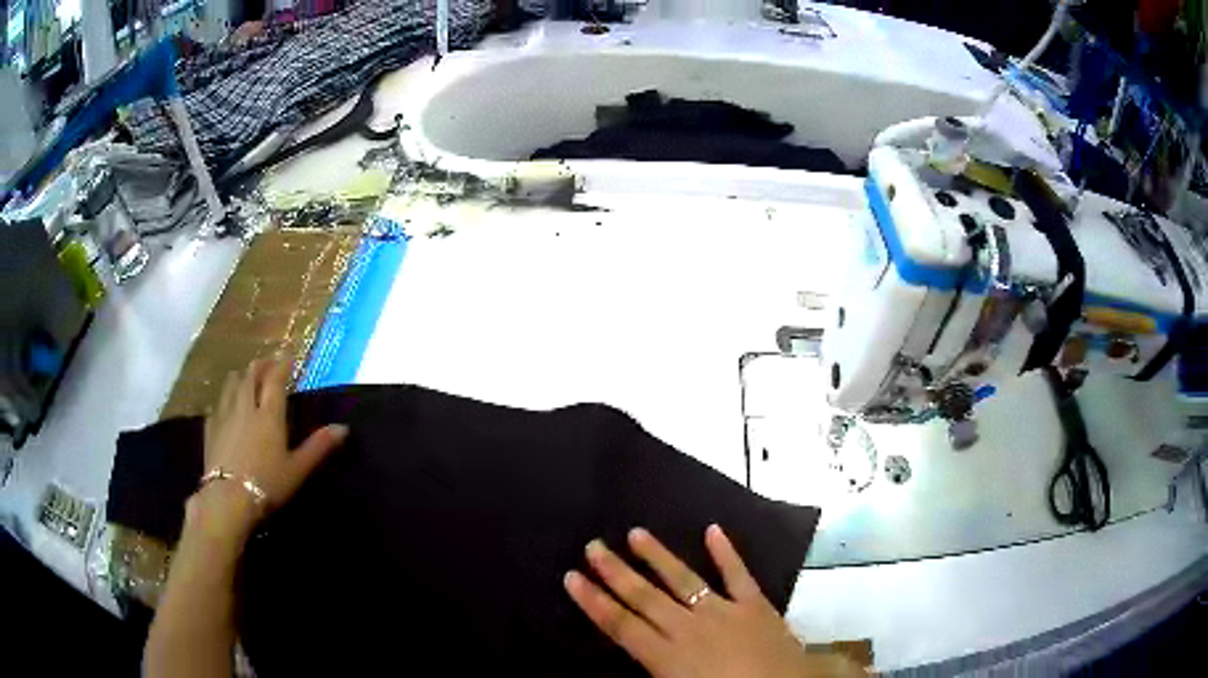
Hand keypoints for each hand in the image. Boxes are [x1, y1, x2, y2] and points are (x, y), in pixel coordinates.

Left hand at [193, 359, 347, 543]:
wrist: (228, 499)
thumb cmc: (267, 484)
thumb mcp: (298, 469)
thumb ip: (318, 447)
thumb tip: (343, 428)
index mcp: (269, 414)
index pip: (275, 380)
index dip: (282, 365)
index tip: (288, 357)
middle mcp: (246, 407)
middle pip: (251, 376)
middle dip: (260, 366)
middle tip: (267, 363)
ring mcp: (225, 415)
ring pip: (231, 385)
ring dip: (240, 377)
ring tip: (245, 377)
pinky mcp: (210, 428)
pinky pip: (217, 405)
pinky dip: (224, 399)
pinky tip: (224, 407)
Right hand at [565, 525, 861, 677]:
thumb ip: (653, 673)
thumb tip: (632, 650)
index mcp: (668, 657)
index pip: (621, 626)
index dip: (594, 602)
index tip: (571, 577)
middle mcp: (689, 628)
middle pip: (645, 598)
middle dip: (615, 572)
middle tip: (593, 546)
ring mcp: (724, 612)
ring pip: (684, 580)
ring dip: (658, 557)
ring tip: (636, 533)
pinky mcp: (755, 605)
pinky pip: (738, 574)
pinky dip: (726, 552)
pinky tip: (713, 529)